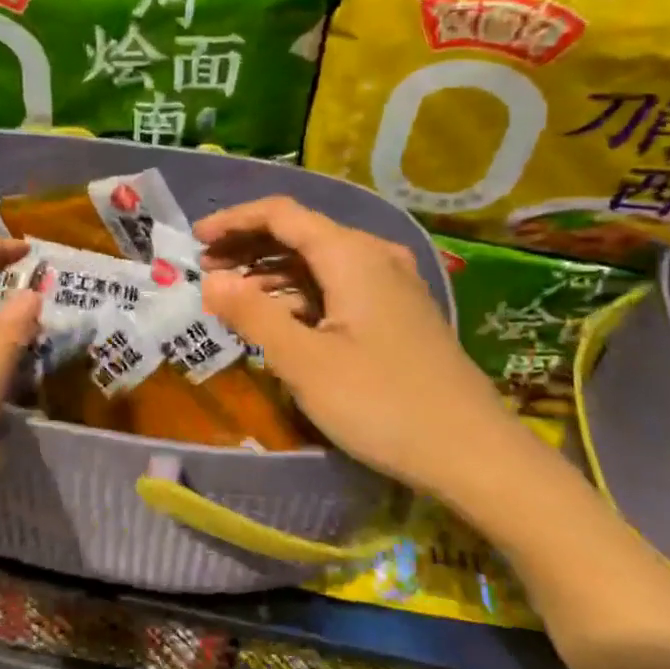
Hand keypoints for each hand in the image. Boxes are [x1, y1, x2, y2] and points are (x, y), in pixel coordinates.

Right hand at [196, 197, 520, 497]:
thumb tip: (211, 281)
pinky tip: (278, 317)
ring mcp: (391, 285)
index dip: (233, 220)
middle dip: (248, 246)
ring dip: (271, 271)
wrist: (473, 454)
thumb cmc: (381, 403)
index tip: (195, 239)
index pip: (281, 214)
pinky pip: (337, 286)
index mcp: (351, 255)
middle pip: (300, 233)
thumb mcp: (304, 361)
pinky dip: (299, 293)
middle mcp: (374, 257)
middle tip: (205, 269)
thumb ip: (252, 313)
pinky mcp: (397, 313)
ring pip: (318, 261)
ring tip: (231, 293)